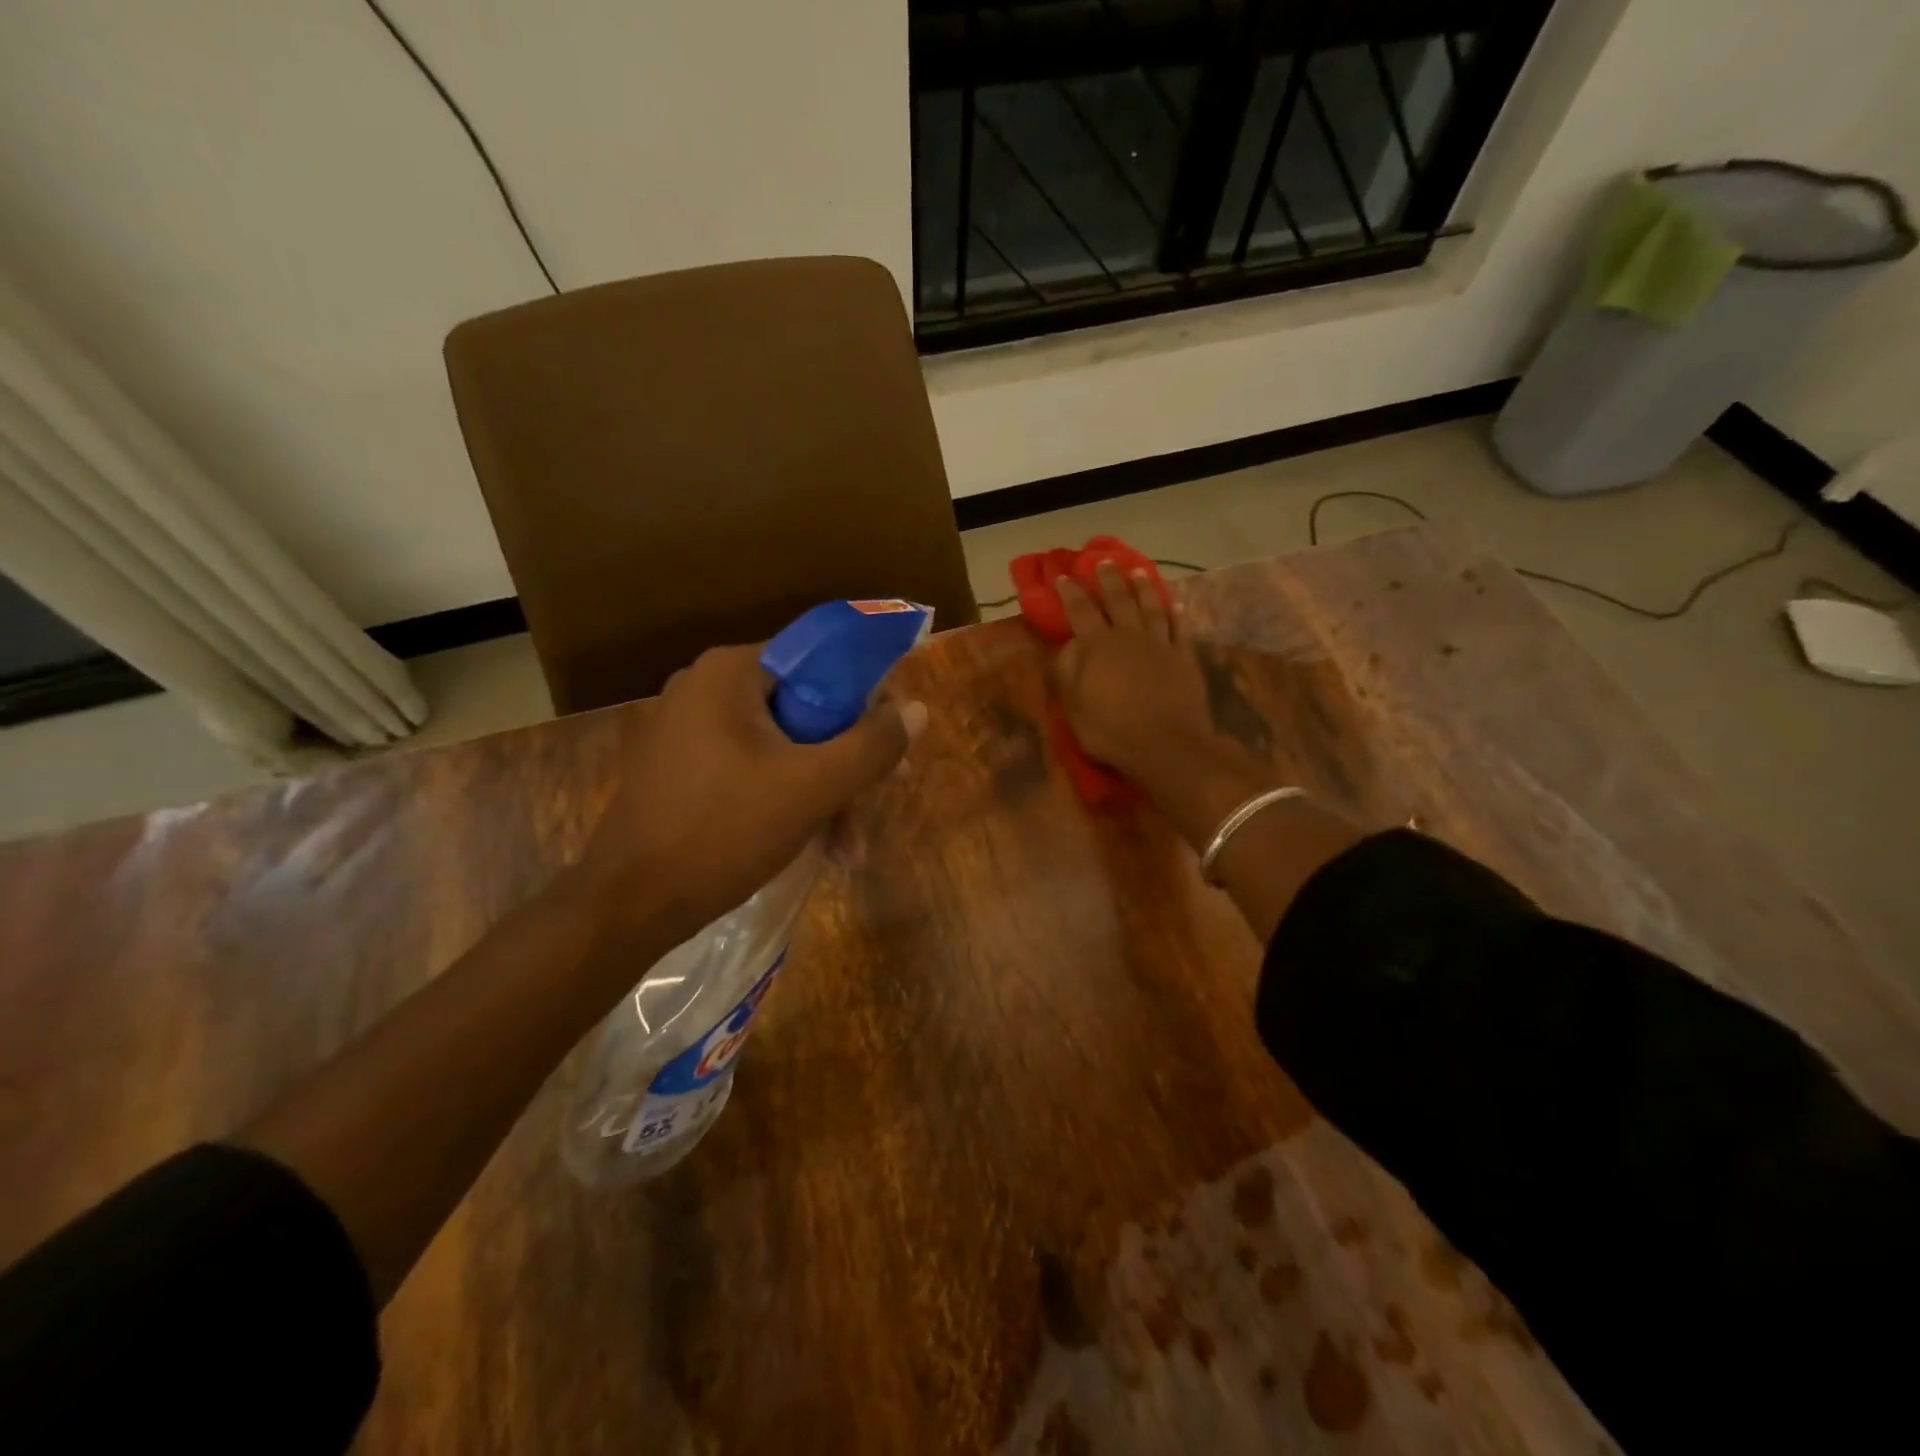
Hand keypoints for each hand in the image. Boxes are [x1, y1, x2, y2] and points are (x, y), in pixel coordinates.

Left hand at [571, 644, 924, 945]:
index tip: (895, 739)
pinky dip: (790, 801)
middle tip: (883, 795)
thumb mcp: (811, 788)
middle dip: (849, 760)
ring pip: (785, 746)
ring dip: (826, 793)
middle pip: (807, 708)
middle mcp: (707, 688)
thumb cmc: (721, 833)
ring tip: (850, 850)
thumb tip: (916, 709)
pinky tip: (817, 847)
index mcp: (731, 672)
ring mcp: (691, 730)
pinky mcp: (686, 769)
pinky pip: (756, 768)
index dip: (868, 696)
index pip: (821, 660)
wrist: (626, 907)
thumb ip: (871, 745)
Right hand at [1052, 563, 1280, 845]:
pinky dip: (1175, 615)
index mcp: (1098, 647)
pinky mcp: (1184, 658)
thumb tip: (1066, 648)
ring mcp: (1160, 645)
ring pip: (1151, 608)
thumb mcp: (1074, 708)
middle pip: (1118, 600)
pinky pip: (1179, 629)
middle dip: (1109, 579)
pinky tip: (1174, 604)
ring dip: (1143, 588)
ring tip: (1138, 572)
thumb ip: (1066, 674)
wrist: (1167, 746)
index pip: (1080, 611)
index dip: (1070, 593)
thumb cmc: (1111, 731)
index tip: (1063, 576)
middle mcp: (1129, 637)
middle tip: (1103, 561)